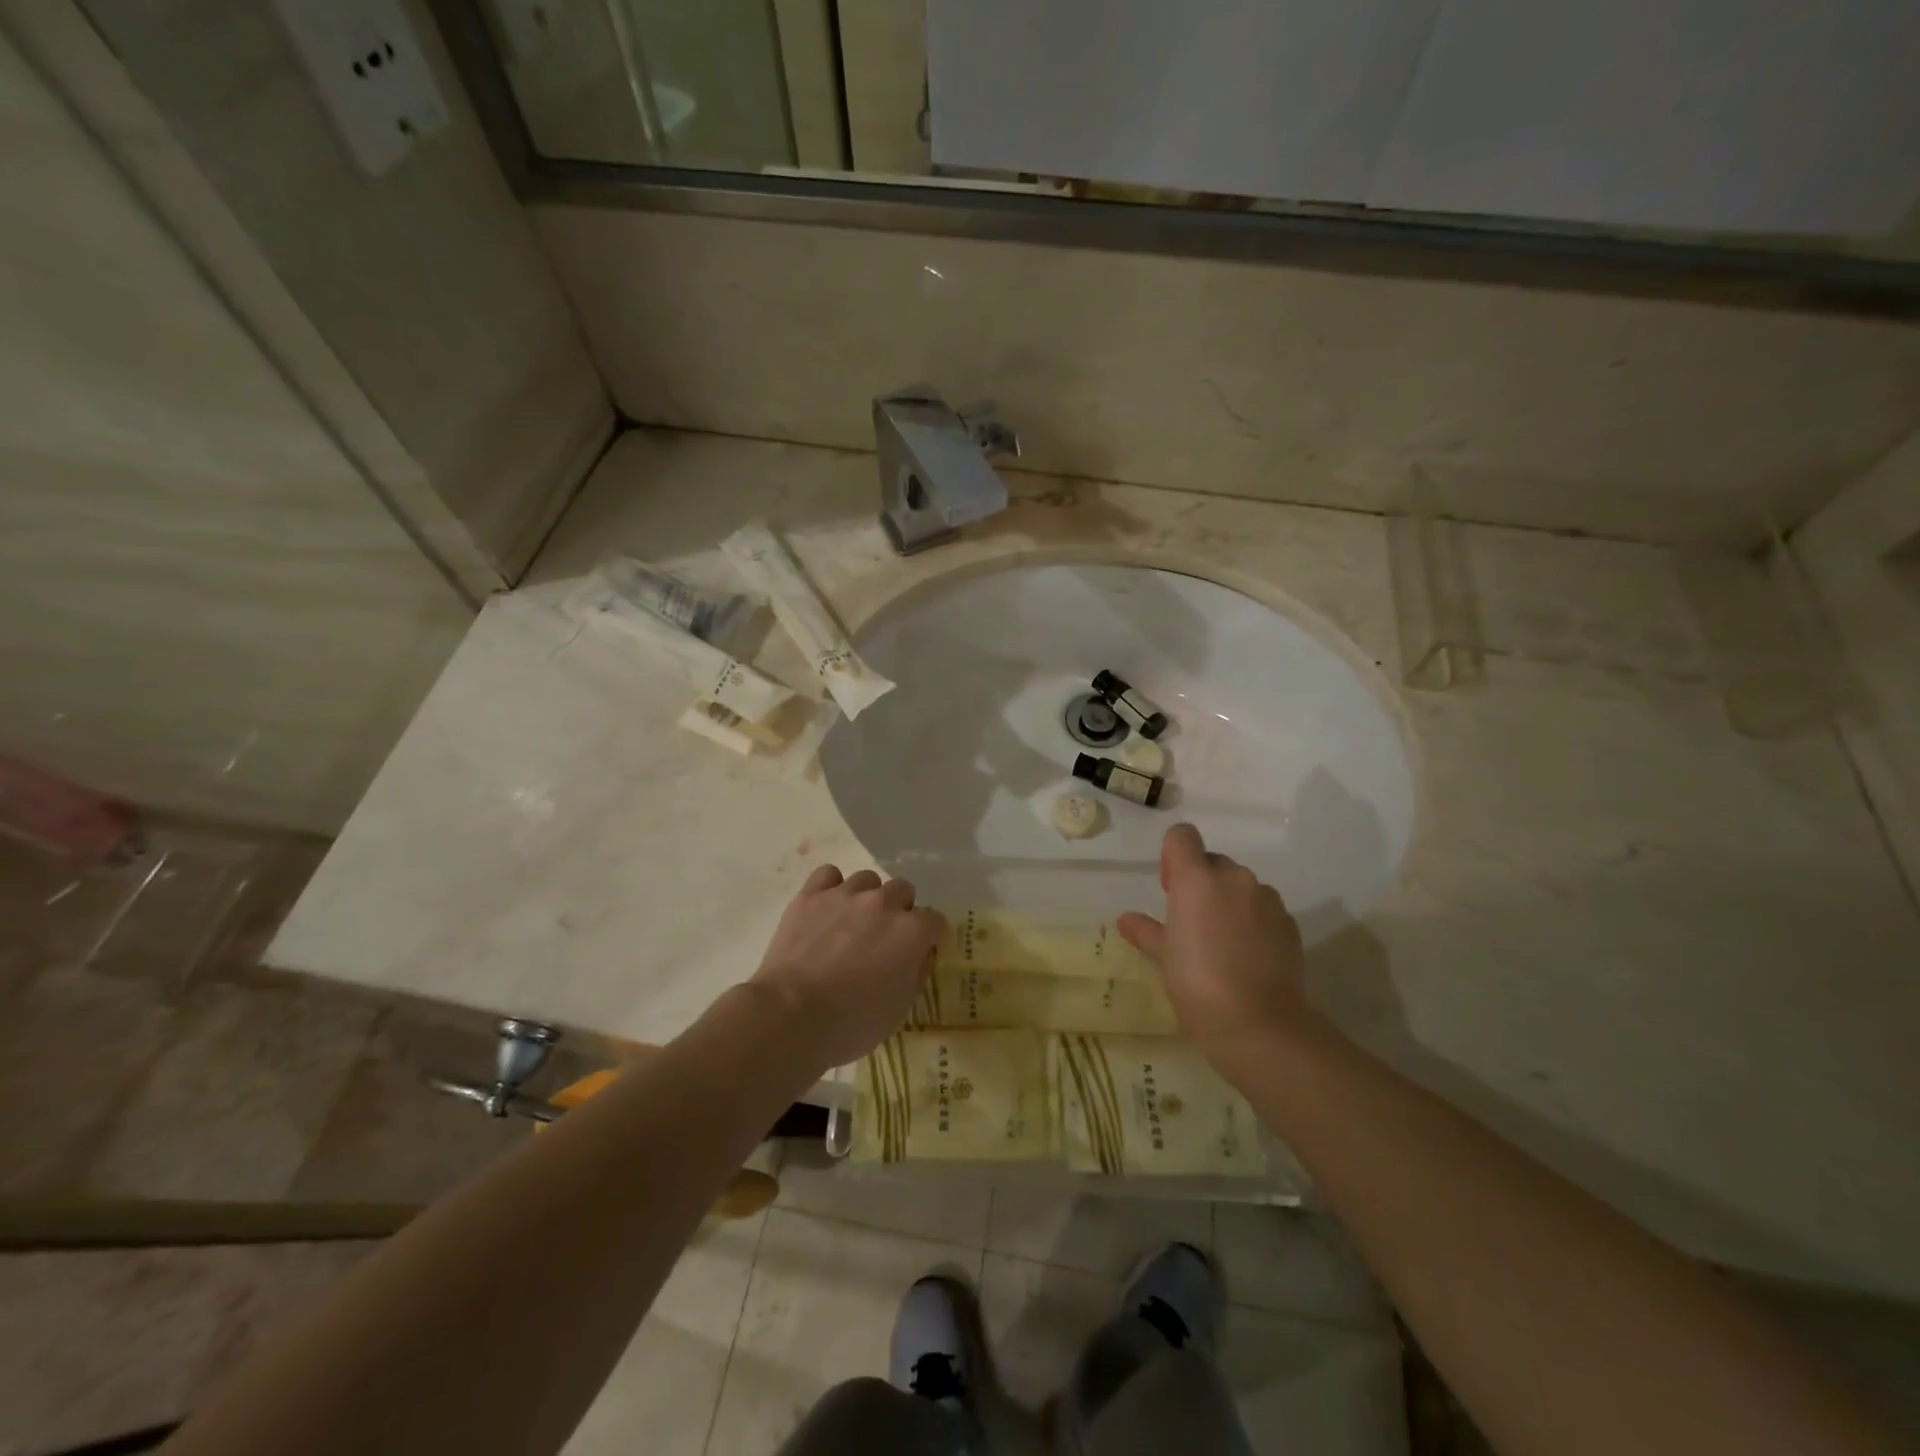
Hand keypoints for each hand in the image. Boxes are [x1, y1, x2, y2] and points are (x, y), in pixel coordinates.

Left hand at [750, 865, 945, 1069]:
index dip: (930, 937)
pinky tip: (827, 907)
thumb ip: (916, 973)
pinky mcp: (811, 895)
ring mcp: (846, 894)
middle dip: (899, 911)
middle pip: (903, 891)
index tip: (921, 951)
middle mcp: (884, 903)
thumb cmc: (851, 1023)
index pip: (936, 921)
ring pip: (868, 880)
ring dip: (867, 898)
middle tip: (884, 938)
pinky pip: (829, 875)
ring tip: (852, 922)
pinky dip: (831, 888)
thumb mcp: (899, 1009)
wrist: (791, 1016)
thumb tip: (920, 955)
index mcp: (912, 932)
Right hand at [1117, 823, 1309, 1058]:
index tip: (1169, 889)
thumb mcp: (1164, 958)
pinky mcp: (1290, 923)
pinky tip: (1248, 958)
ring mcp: (1266, 899)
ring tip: (1222, 944)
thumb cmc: (1198, 985)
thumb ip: (1146, 931)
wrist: (1261, 1025)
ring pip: (1241, 887)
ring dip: (1229, 902)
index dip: (1172, 855)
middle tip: (1191, 924)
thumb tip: (1126, 920)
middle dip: (1201, 883)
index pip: (1182, 836)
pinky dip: (1254, 922)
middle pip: (1213, 862)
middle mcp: (1234, 878)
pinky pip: (1264, 910)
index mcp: (1196, 879)